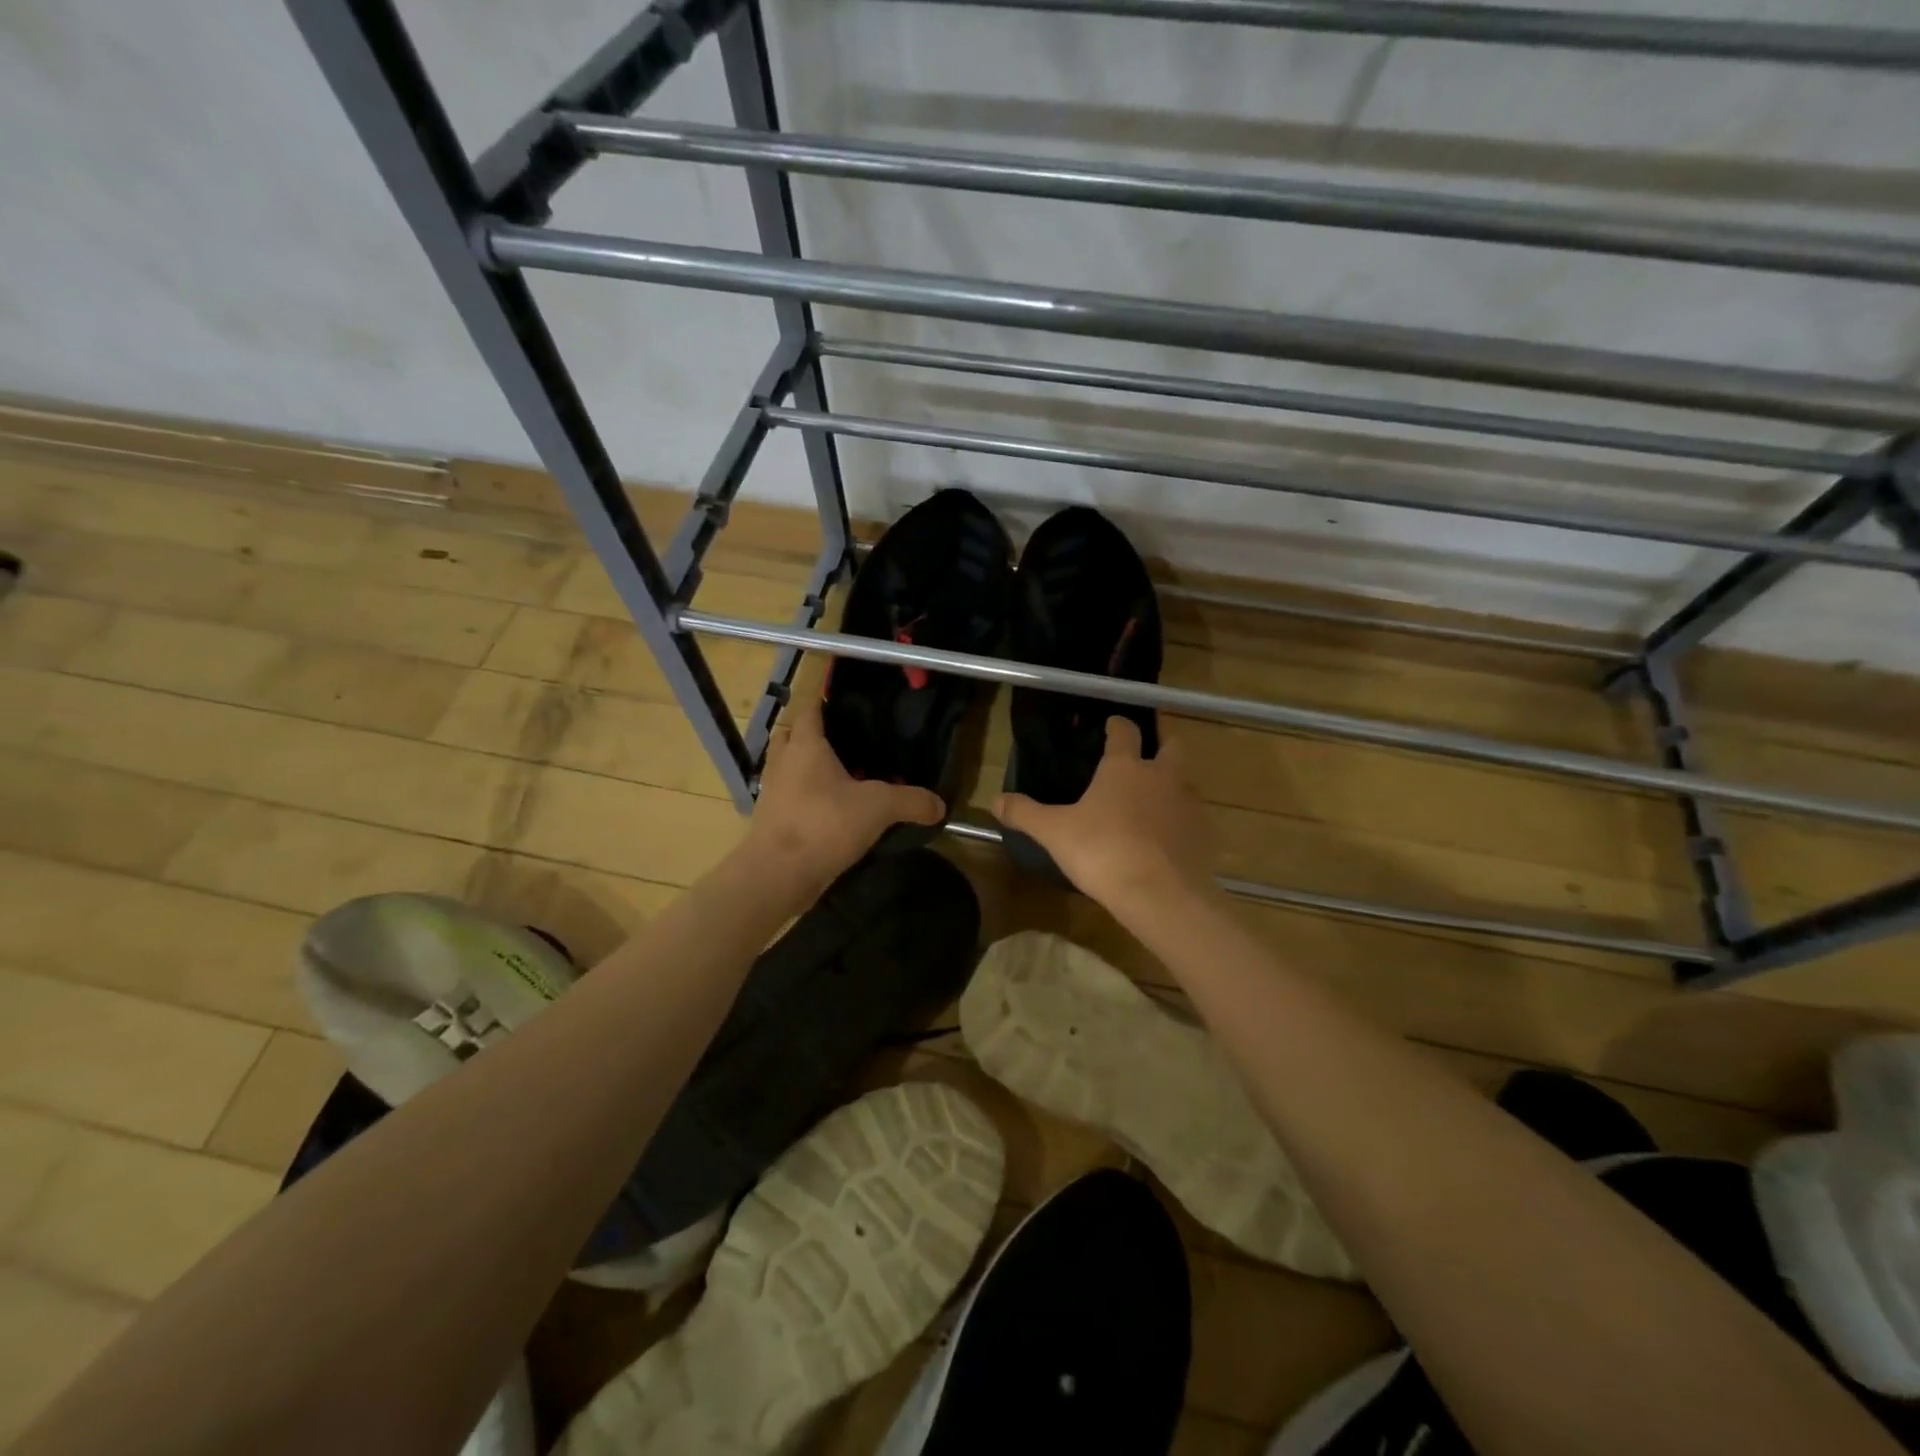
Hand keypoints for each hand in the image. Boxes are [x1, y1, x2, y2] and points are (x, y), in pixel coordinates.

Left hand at [744, 689, 944, 892]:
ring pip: (788, 767)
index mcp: (805, 745)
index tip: (847, 703)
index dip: (826, 702)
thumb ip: (911, 801)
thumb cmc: (824, 824)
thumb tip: (940, 805)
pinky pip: (788, 796)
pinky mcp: (770, 819)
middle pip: (793, 734)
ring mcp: (772, 791)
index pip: (812, 709)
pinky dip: (803, 797)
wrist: (777, 874)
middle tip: (844, 742)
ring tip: (839, 776)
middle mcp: (783, 761)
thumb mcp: (878, 808)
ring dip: (806, 767)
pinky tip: (829, 810)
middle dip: (813, 734)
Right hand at [996, 717, 1216, 911]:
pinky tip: (1166, 838)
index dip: (1118, 725)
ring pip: (1186, 781)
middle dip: (1163, 742)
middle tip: (1149, 749)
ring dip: (1173, 783)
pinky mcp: (1203, 834)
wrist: (1161, 895)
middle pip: (1172, 746)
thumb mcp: (1054, 833)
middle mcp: (1162, 776)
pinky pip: (1193, 817)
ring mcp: (1188, 804)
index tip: (1112, 724)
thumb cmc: (1103, 852)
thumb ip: (1025, 813)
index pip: (1125, 732)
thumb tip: (995, 801)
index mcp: (1125, 768)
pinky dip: (1181, 820)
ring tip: (1154, 799)